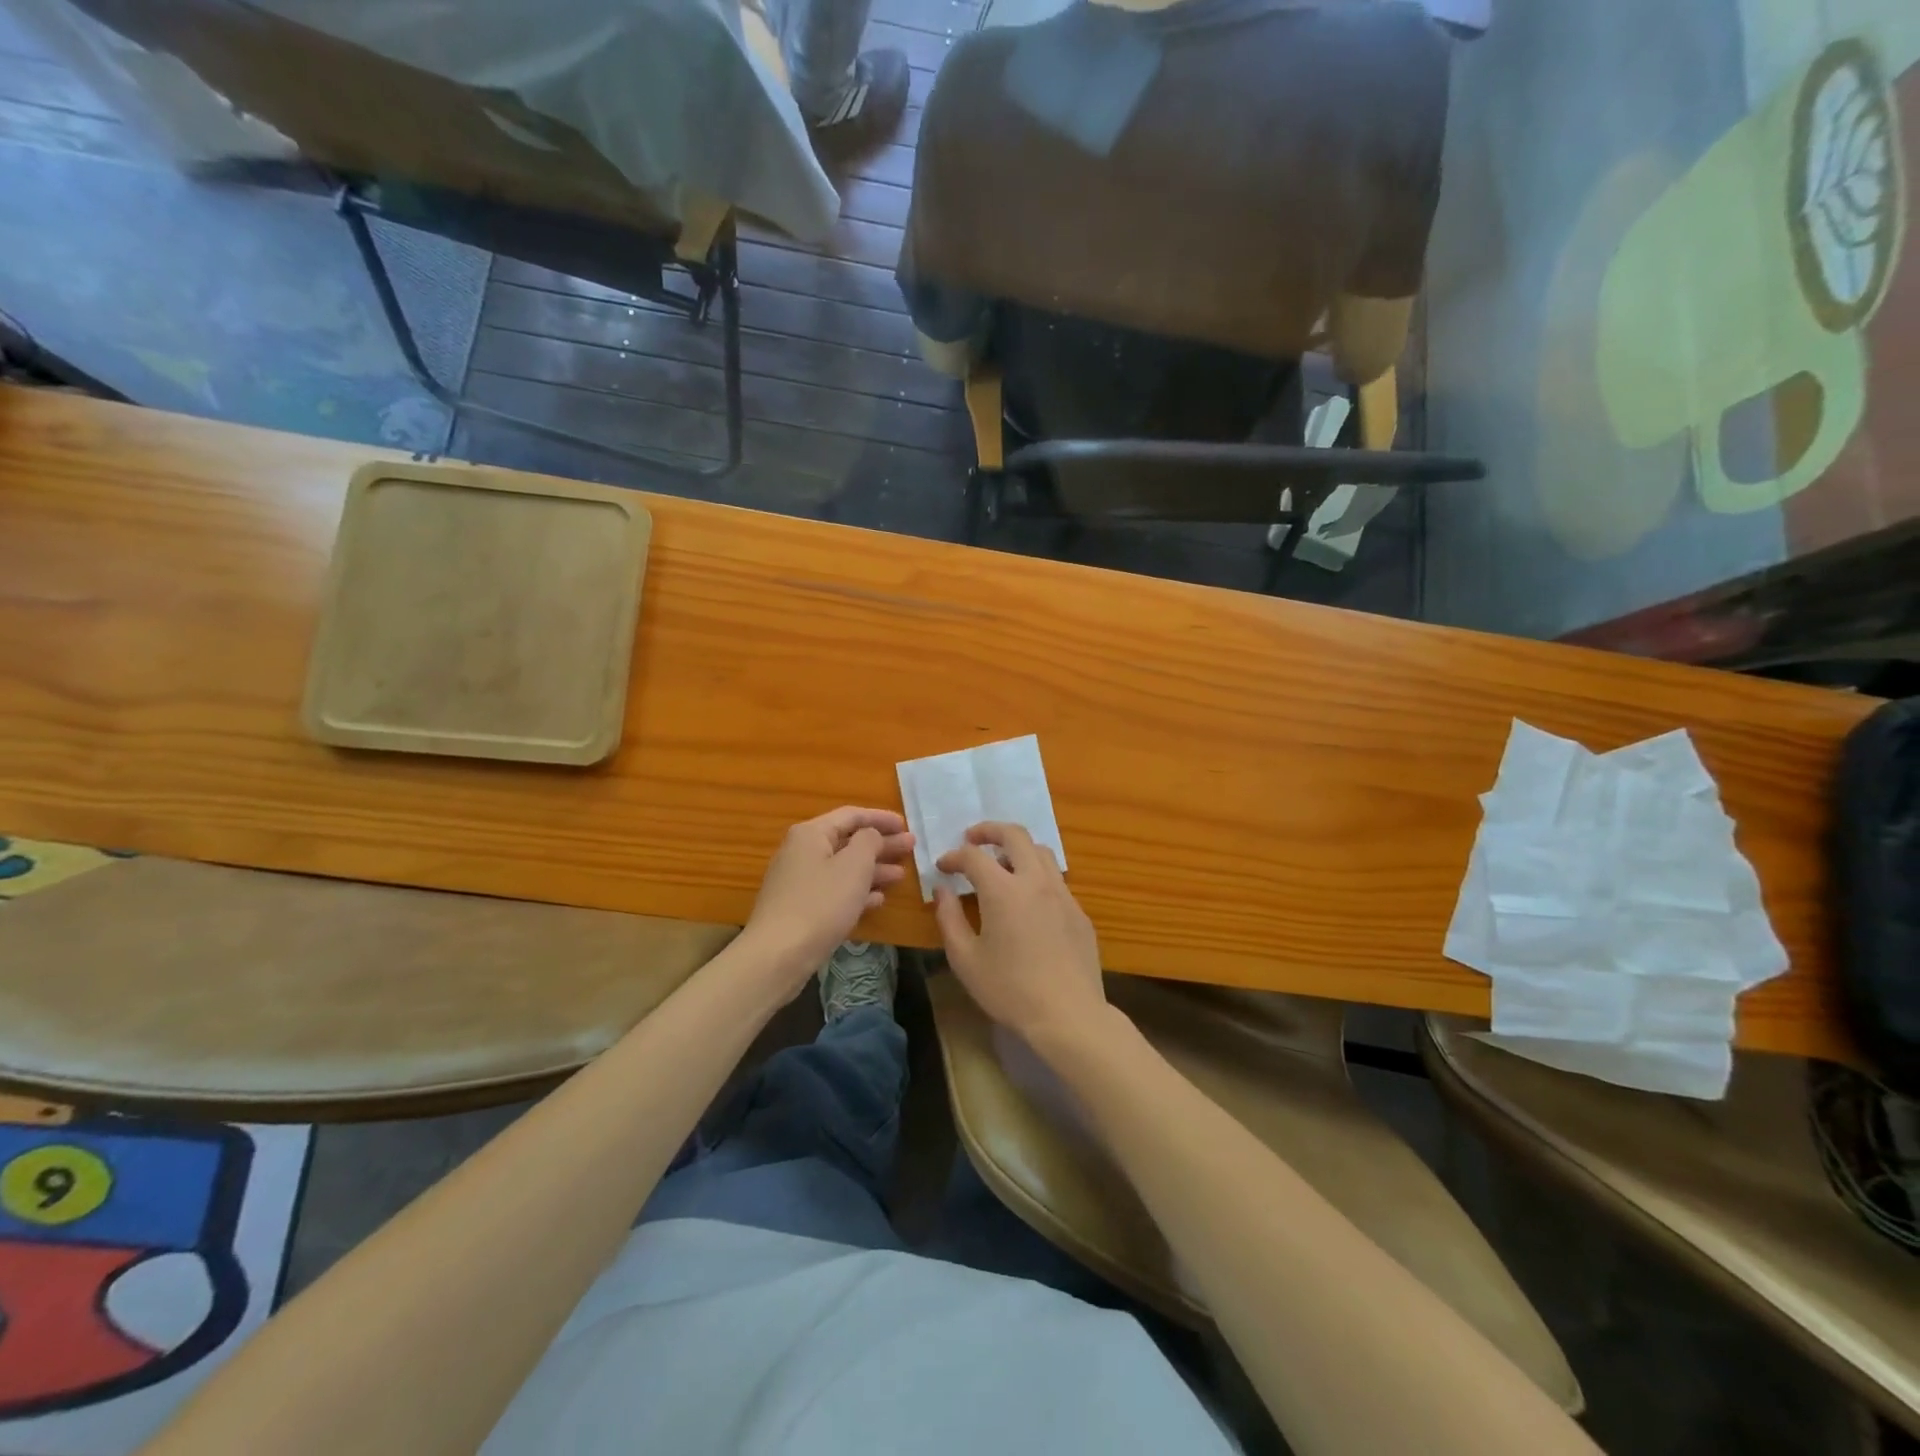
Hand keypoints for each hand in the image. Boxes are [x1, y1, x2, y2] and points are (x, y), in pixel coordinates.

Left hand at [742, 807, 913, 985]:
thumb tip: (871, 835)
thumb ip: (869, 841)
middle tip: (911, 848)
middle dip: (881, 844)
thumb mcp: (854, 866)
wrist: (778, 955)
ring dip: (873, 869)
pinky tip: (878, 899)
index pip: (851, 815)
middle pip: (848, 841)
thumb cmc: (821, 903)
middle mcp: (802, 852)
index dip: (881, 818)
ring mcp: (799, 881)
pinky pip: (835, 891)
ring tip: (901, 875)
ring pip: (843, 868)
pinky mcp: (801, 908)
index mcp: (811, 834)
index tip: (906, 825)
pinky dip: (857, 891)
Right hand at [933, 822, 1106, 1043]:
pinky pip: (1055, 879)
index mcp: (1003, 890)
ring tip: (1001, 866)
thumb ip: (949, 918)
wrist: (1068, 1015)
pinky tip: (1027, 901)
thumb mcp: (965, 959)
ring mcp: (1062, 894)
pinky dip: (1036, 875)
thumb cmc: (1009, 990)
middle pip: (1015, 835)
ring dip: (1017, 849)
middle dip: (990, 830)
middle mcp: (1035, 881)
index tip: (943, 867)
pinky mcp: (1079, 912)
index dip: (954, 856)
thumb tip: (943, 891)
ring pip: (1041, 852)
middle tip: (972, 839)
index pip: (974, 856)